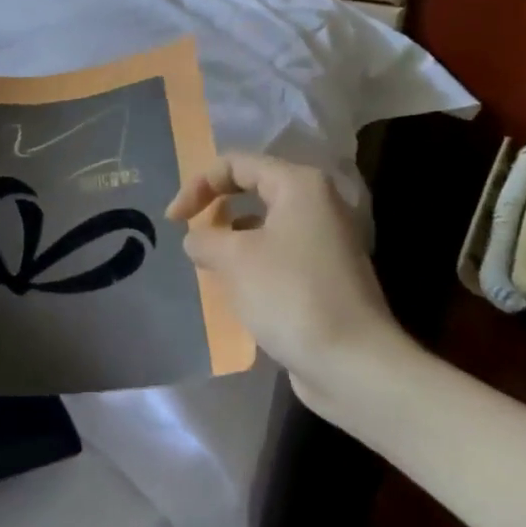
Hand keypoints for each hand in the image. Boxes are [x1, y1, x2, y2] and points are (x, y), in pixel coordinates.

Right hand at [168, 154, 411, 414]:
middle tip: (190, 238)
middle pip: (253, 190)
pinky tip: (236, 291)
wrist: (352, 362)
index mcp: (300, 186)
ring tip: (208, 266)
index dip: (198, 185)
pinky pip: (278, 255)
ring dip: (232, 241)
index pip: (237, 164)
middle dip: (215, 210)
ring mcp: (326, 241)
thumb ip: (205, 239)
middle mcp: (317, 204)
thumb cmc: (290, 295)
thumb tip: (197, 240)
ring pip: (265, 226)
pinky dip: (252, 264)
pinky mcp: (325, 275)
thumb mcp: (234, 259)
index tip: (173, 220)